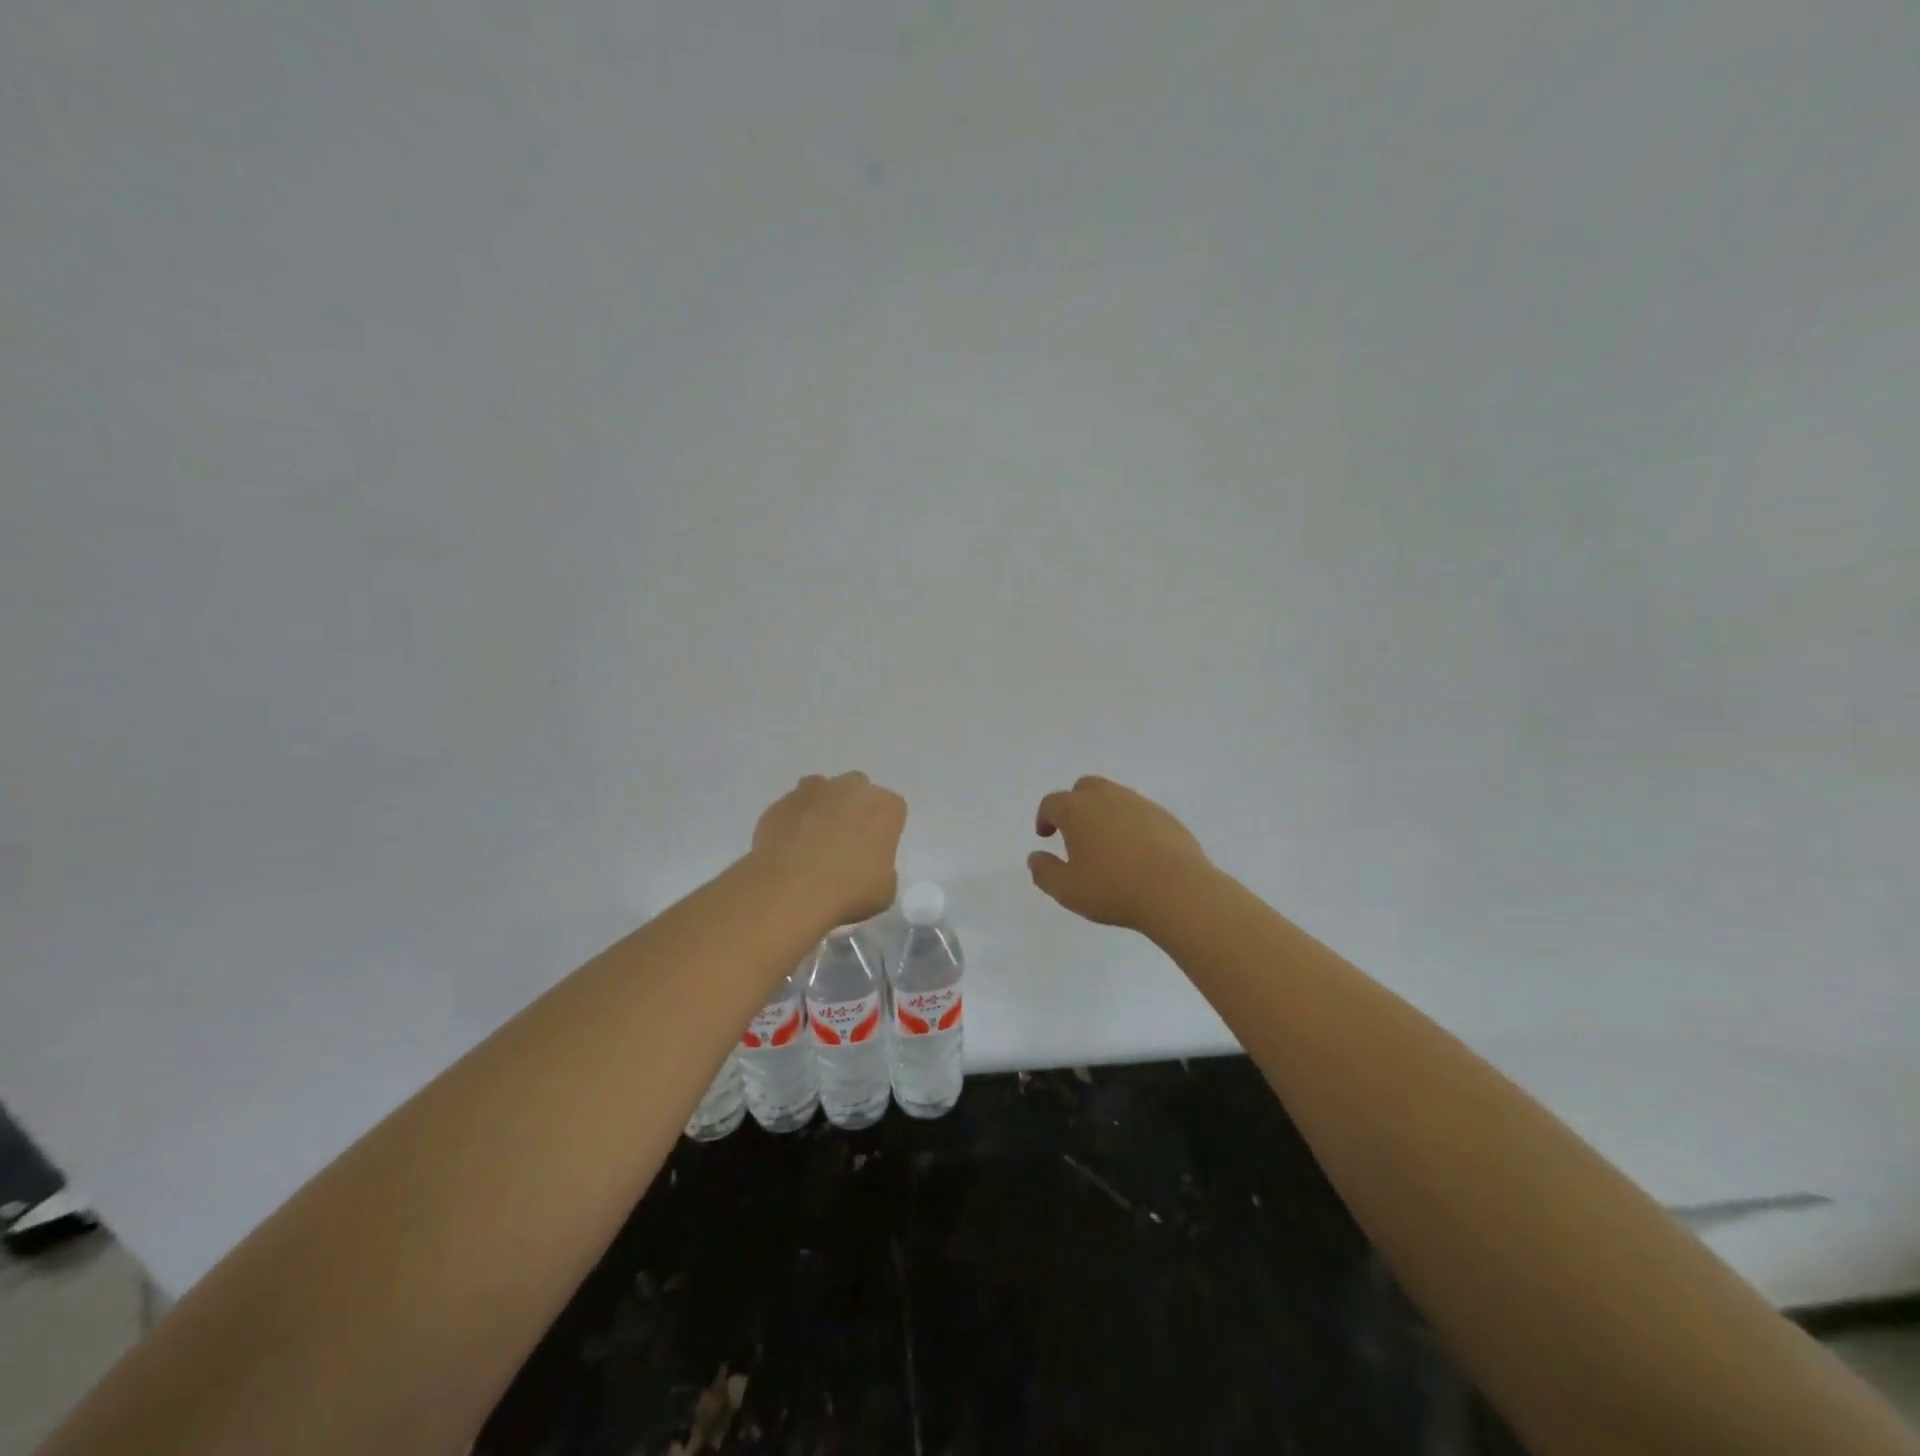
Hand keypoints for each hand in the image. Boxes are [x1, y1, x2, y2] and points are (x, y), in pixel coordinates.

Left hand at [752, 772, 906, 928]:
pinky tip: (789, 848)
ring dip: (823, 807)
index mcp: (884, 807)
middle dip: (855, 808)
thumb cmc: (848, 892)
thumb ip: (883, 868)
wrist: (789, 892)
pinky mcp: (780, 804)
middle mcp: (850, 789)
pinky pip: (792, 807)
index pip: (893, 808)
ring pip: (822, 790)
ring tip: (815, 841)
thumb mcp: (885, 891)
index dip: (886, 828)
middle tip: (847, 842)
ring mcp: (812, 792)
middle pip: (858, 788)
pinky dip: (793, 821)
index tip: (877, 850)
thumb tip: (868, 865)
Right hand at [1028, 775, 1212, 931]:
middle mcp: (1107, 798)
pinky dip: (1130, 823)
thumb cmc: (1114, 889)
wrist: (1177, 891)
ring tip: (1105, 844)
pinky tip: (1135, 851)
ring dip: (1103, 812)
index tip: (1046, 836)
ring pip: (1114, 796)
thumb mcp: (1067, 890)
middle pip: (1084, 788)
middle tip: (1074, 832)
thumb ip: (1045, 872)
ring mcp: (1139, 804)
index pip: (1052, 803)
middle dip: (1074, 805)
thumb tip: (1035, 857)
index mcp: (1077, 810)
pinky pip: (1139, 812)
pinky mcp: (1165, 817)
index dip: (1045, 817)